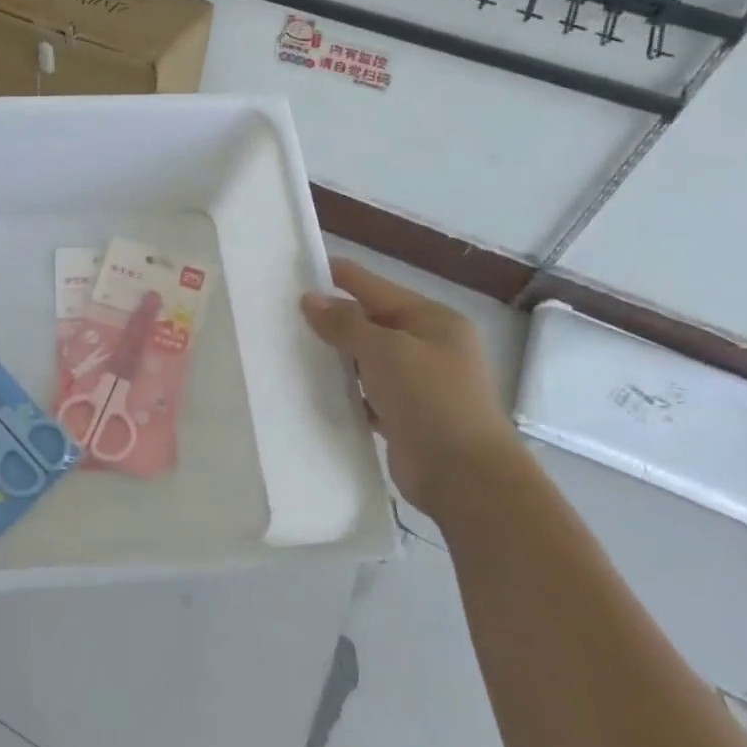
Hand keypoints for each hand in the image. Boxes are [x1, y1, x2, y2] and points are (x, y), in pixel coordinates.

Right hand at [303, 259, 521, 517]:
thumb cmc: (430, 399)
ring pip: (365, 359)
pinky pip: (365, 392)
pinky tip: (312, 387)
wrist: (464, 477)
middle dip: (331, 318)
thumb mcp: (385, 351)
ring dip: (335, 356)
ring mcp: (417, 383)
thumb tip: (311, 299)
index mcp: (432, 320)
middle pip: (370, 322)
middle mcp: (427, 346)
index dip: (338, 277)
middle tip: (282, 312)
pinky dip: (343, 389)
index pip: (375, 287)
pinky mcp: (403, 415)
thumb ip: (346, 323)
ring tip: (289, 346)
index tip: (297, 269)